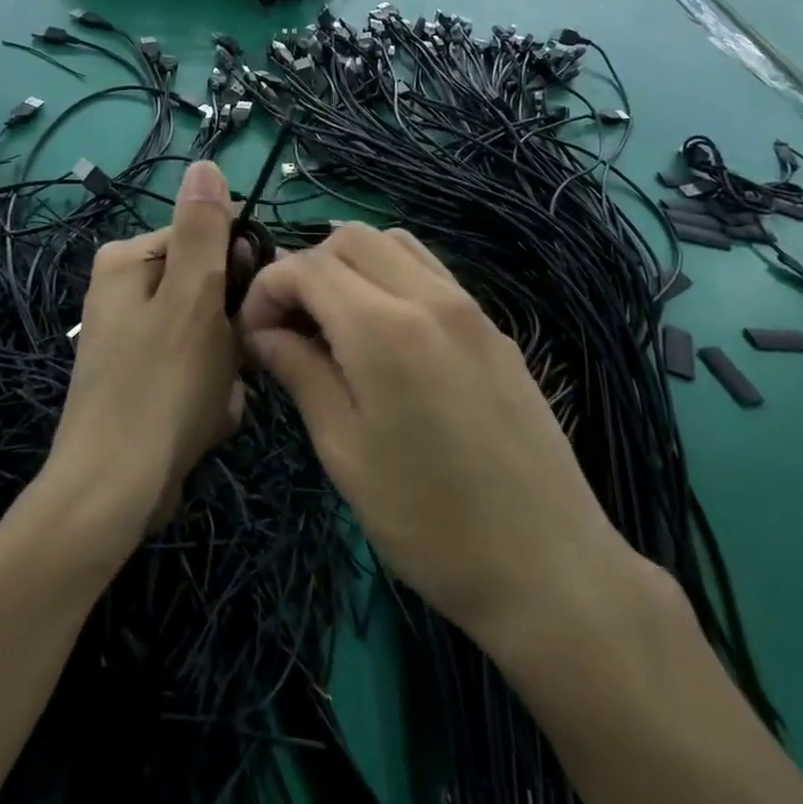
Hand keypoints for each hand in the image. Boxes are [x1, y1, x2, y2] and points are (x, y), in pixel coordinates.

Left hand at [48, 161, 244, 547]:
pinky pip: (196, 373)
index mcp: (128, 262)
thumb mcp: (192, 297)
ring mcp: (133, 340)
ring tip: (212, 402)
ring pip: (212, 337)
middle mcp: (125, 293)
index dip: (238, 272)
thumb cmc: (159, 386)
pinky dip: (208, 397)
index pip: (207, 238)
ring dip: (225, 370)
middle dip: (230, 332)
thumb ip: (203, 230)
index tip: (250, 308)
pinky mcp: (143, 382)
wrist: (114, 492)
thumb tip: (205, 162)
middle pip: (211, 291)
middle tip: (228, 366)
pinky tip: (201, 423)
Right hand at [240, 224, 627, 644]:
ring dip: (351, 265)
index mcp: (383, 328)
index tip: (254, 335)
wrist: (548, 566)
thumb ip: (300, 373)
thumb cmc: (428, 520)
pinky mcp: (494, 328)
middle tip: (290, 326)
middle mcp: (429, 297)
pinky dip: (391, 277)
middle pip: (350, 238)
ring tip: (334, 323)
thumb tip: (264, 332)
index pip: (306, 266)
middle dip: (306, 267)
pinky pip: (431, 272)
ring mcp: (470, 308)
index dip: (267, 289)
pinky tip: (385, 334)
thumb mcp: (344, 451)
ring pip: (394, 243)